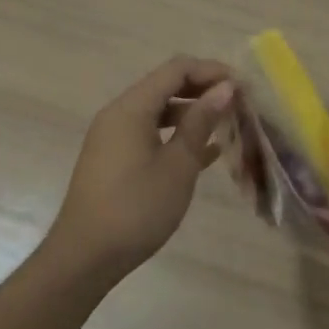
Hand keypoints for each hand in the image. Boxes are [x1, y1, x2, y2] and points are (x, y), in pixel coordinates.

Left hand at [44, 57, 236, 278]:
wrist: (85, 258)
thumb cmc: (136, 208)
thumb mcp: (177, 165)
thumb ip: (200, 122)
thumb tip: (225, 88)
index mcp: (131, 108)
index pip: (176, 70)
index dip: (211, 71)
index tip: (243, 86)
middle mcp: (119, 114)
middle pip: (166, 86)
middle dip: (204, 90)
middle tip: (239, 104)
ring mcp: (115, 137)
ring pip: (160, 111)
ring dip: (193, 114)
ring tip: (228, 126)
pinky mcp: (115, 160)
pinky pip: (150, 134)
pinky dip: (177, 136)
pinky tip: (207, 152)